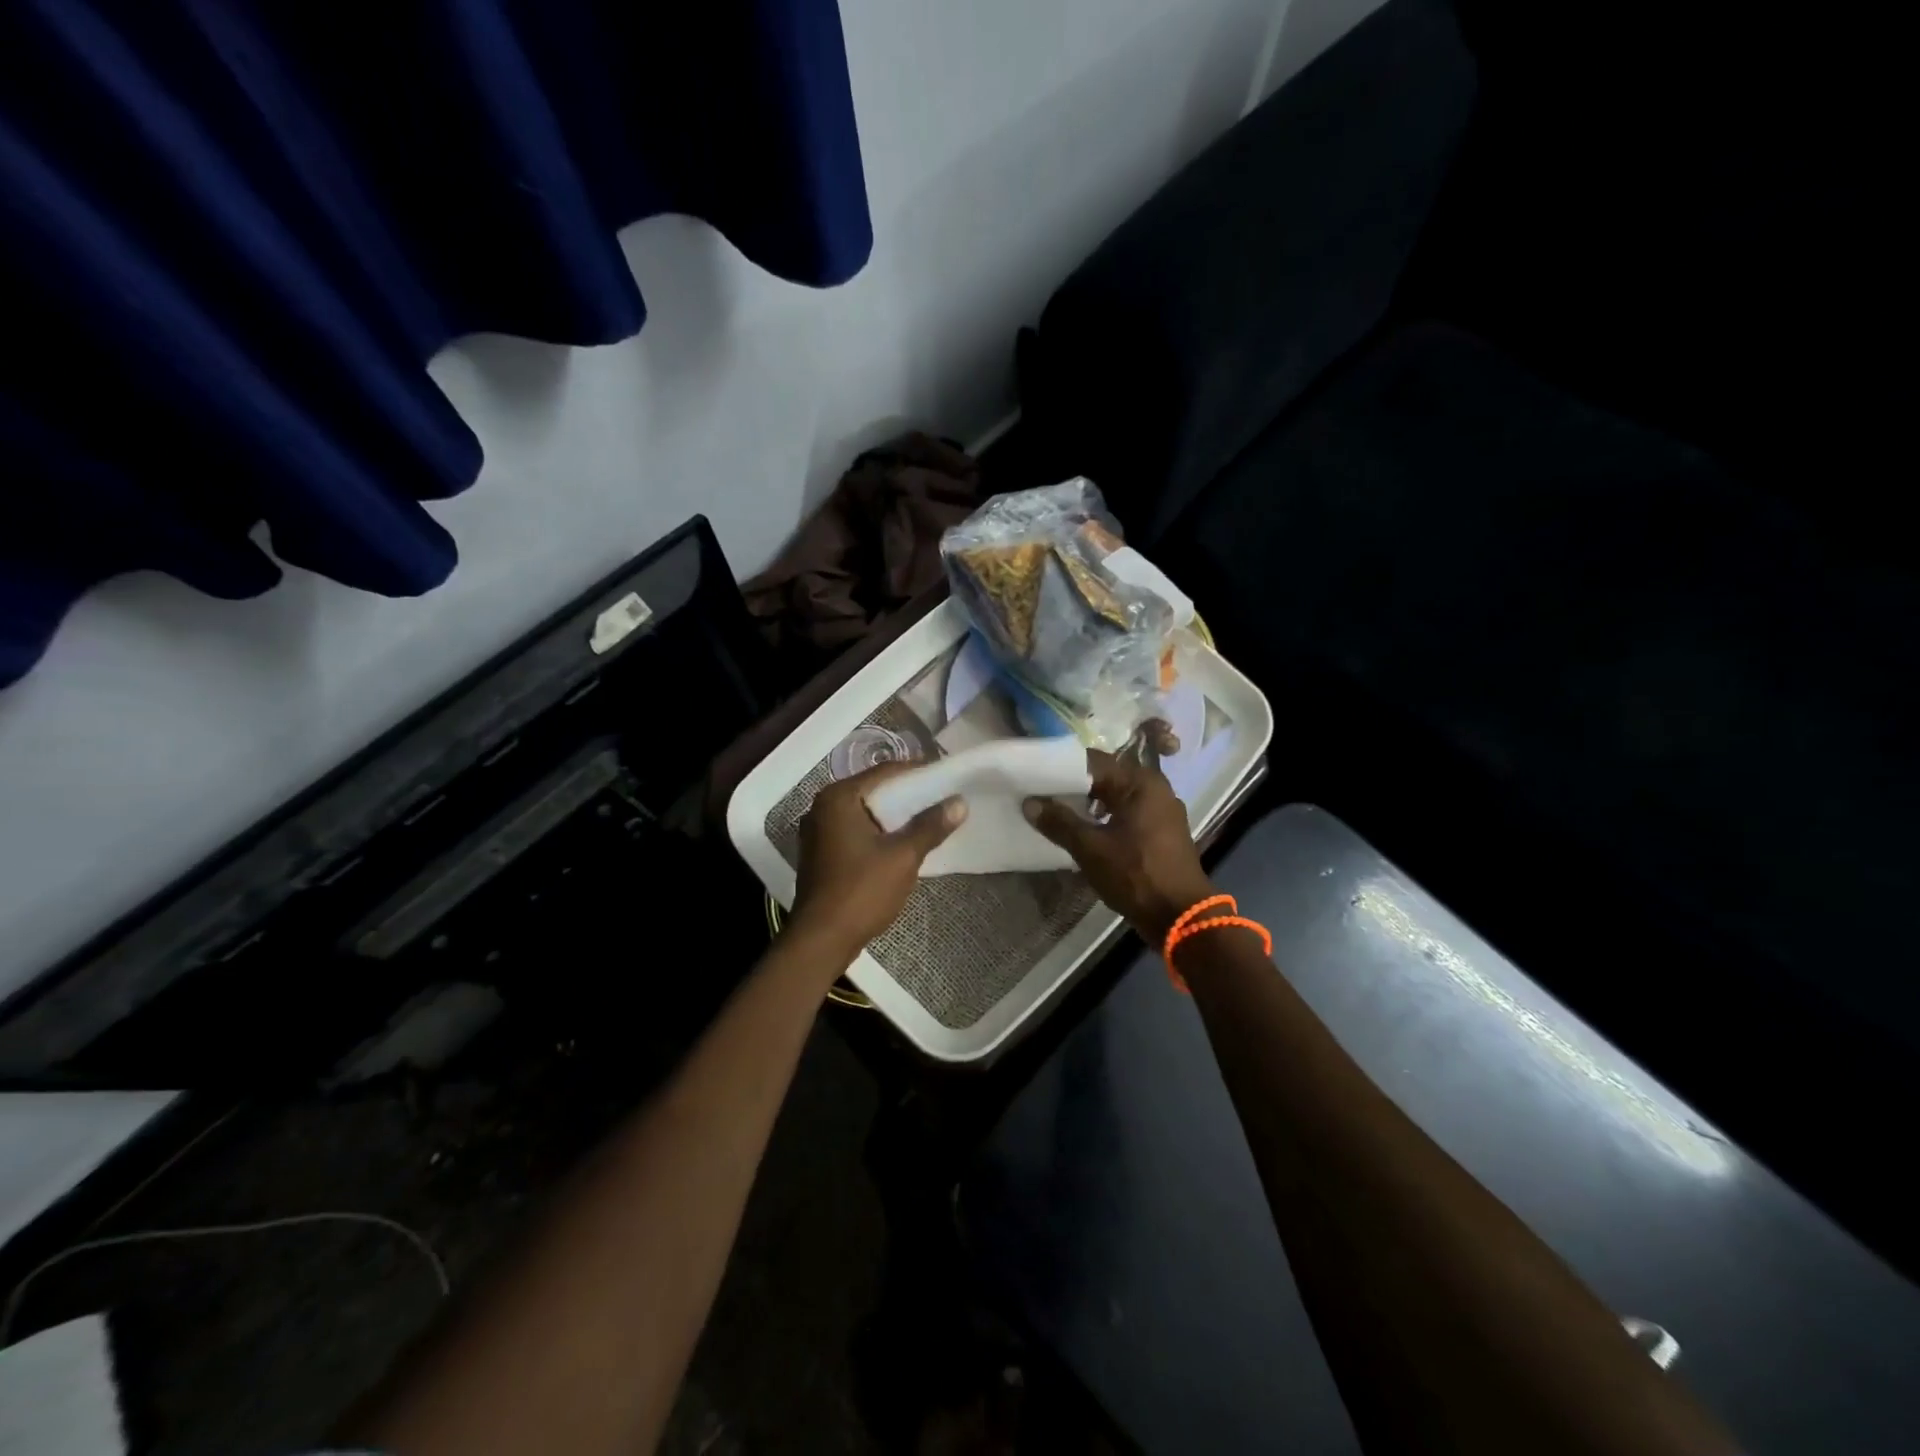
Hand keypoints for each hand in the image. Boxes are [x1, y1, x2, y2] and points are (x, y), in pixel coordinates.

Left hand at [790, 762, 966, 955]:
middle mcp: (822, 807)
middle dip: (907, 794)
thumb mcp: (903, 857)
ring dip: (893, 815)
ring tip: (928, 817)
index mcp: (839, 798)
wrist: (821, 940)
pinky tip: (901, 841)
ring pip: (864, 812)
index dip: (918, 772)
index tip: (946, 775)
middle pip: (873, 790)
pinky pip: (855, 830)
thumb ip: (930, 826)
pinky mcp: (820, 852)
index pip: (885, 772)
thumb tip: (959, 803)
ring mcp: (817, 831)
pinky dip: (878, 831)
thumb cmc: (861, 891)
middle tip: (941, 796)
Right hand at [1024, 746, 1216, 940]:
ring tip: (1056, 811)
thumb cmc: (1136, 875)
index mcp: (1140, 782)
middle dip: (1073, 786)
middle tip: (1039, 792)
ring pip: (1116, 797)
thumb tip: (1030, 803)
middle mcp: (1154, 788)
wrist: (1181, 916)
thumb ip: (1059, 822)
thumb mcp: (1090, 849)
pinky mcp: (1161, 832)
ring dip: (1088, 803)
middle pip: (1106, 777)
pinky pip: (1127, 813)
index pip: (1093, 761)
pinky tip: (1083, 830)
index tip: (1034, 774)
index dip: (1061, 767)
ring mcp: (1161, 811)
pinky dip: (1105, 817)